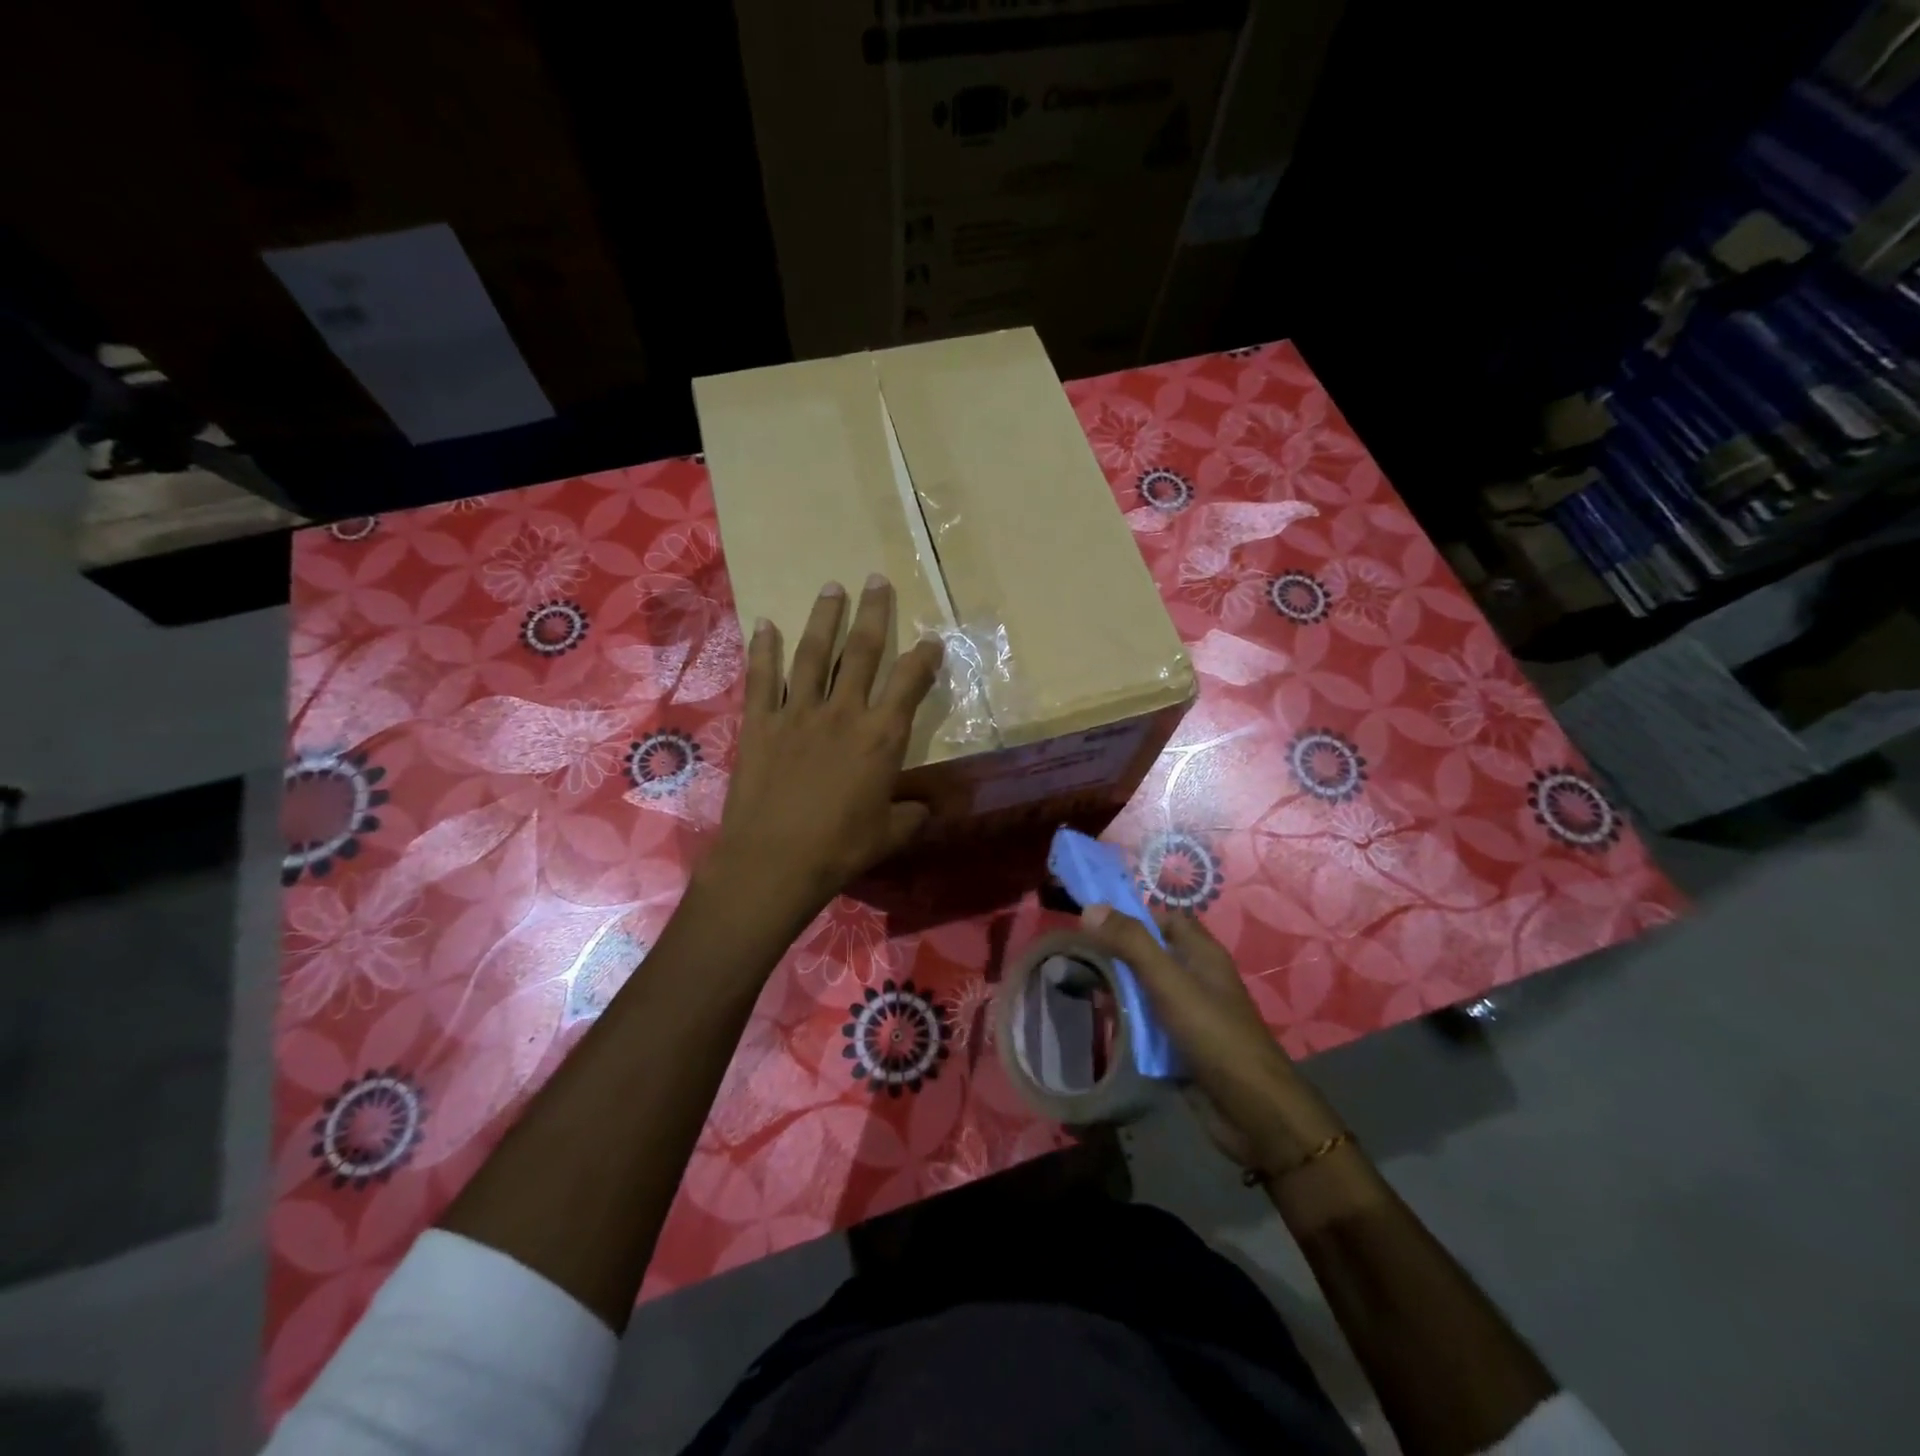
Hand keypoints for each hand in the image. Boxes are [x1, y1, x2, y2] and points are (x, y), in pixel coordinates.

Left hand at [704, 576, 943, 928]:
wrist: (774, 862)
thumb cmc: (840, 850)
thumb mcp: (890, 835)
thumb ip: (911, 814)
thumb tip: (925, 808)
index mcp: (881, 737)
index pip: (910, 683)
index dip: (924, 657)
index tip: (932, 639)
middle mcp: (843, 713)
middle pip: (862, 652)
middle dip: (873, 613)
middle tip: (876, 580)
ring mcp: (798, 713)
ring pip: (814, 654)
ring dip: (824, 618)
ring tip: (832, 588)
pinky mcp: (760, 723)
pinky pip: (762, 678)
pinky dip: (764, 650)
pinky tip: (765, 624)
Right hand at [1077, 904, 1343, 1173]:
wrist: (1253, 1112)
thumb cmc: (1214, 1036)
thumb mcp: (1169, 983)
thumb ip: (1132, 944)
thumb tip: (1091, 908)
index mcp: (1202, 954)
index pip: (1166, 919)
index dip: (1133, 917)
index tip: (1093, 924)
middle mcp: (1197, 978)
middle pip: (1152, 954)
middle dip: (1118, 954)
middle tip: (1077, 956)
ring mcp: (1190, 1014)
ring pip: (1147, 990)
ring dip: (1118, 988)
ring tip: (1077, 985)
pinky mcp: (1182, 1045)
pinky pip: (1148, 1024)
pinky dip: (1127, 1021)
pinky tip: (1100, 1022)